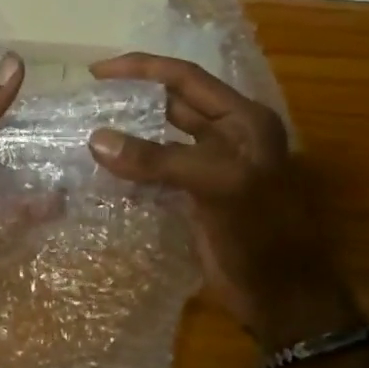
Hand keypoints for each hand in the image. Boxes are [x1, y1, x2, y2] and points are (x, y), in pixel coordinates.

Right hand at [87, 53, 361, 348]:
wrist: (282, 298)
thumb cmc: (261, 234)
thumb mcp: (216, 186)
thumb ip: (158, 160)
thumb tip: (96, 139)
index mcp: (244, 120)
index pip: (187, 79)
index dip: (142, 69)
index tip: (97, 71)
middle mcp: (229, 136)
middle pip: (173, 105)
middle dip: (131, 99)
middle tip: (86, 100)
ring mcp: (212, 167)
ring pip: (162, 138)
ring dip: (129, 134)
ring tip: (86, 129)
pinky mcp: (197, 196)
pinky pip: (158, 171)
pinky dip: (132, 167)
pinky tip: (104, 168)